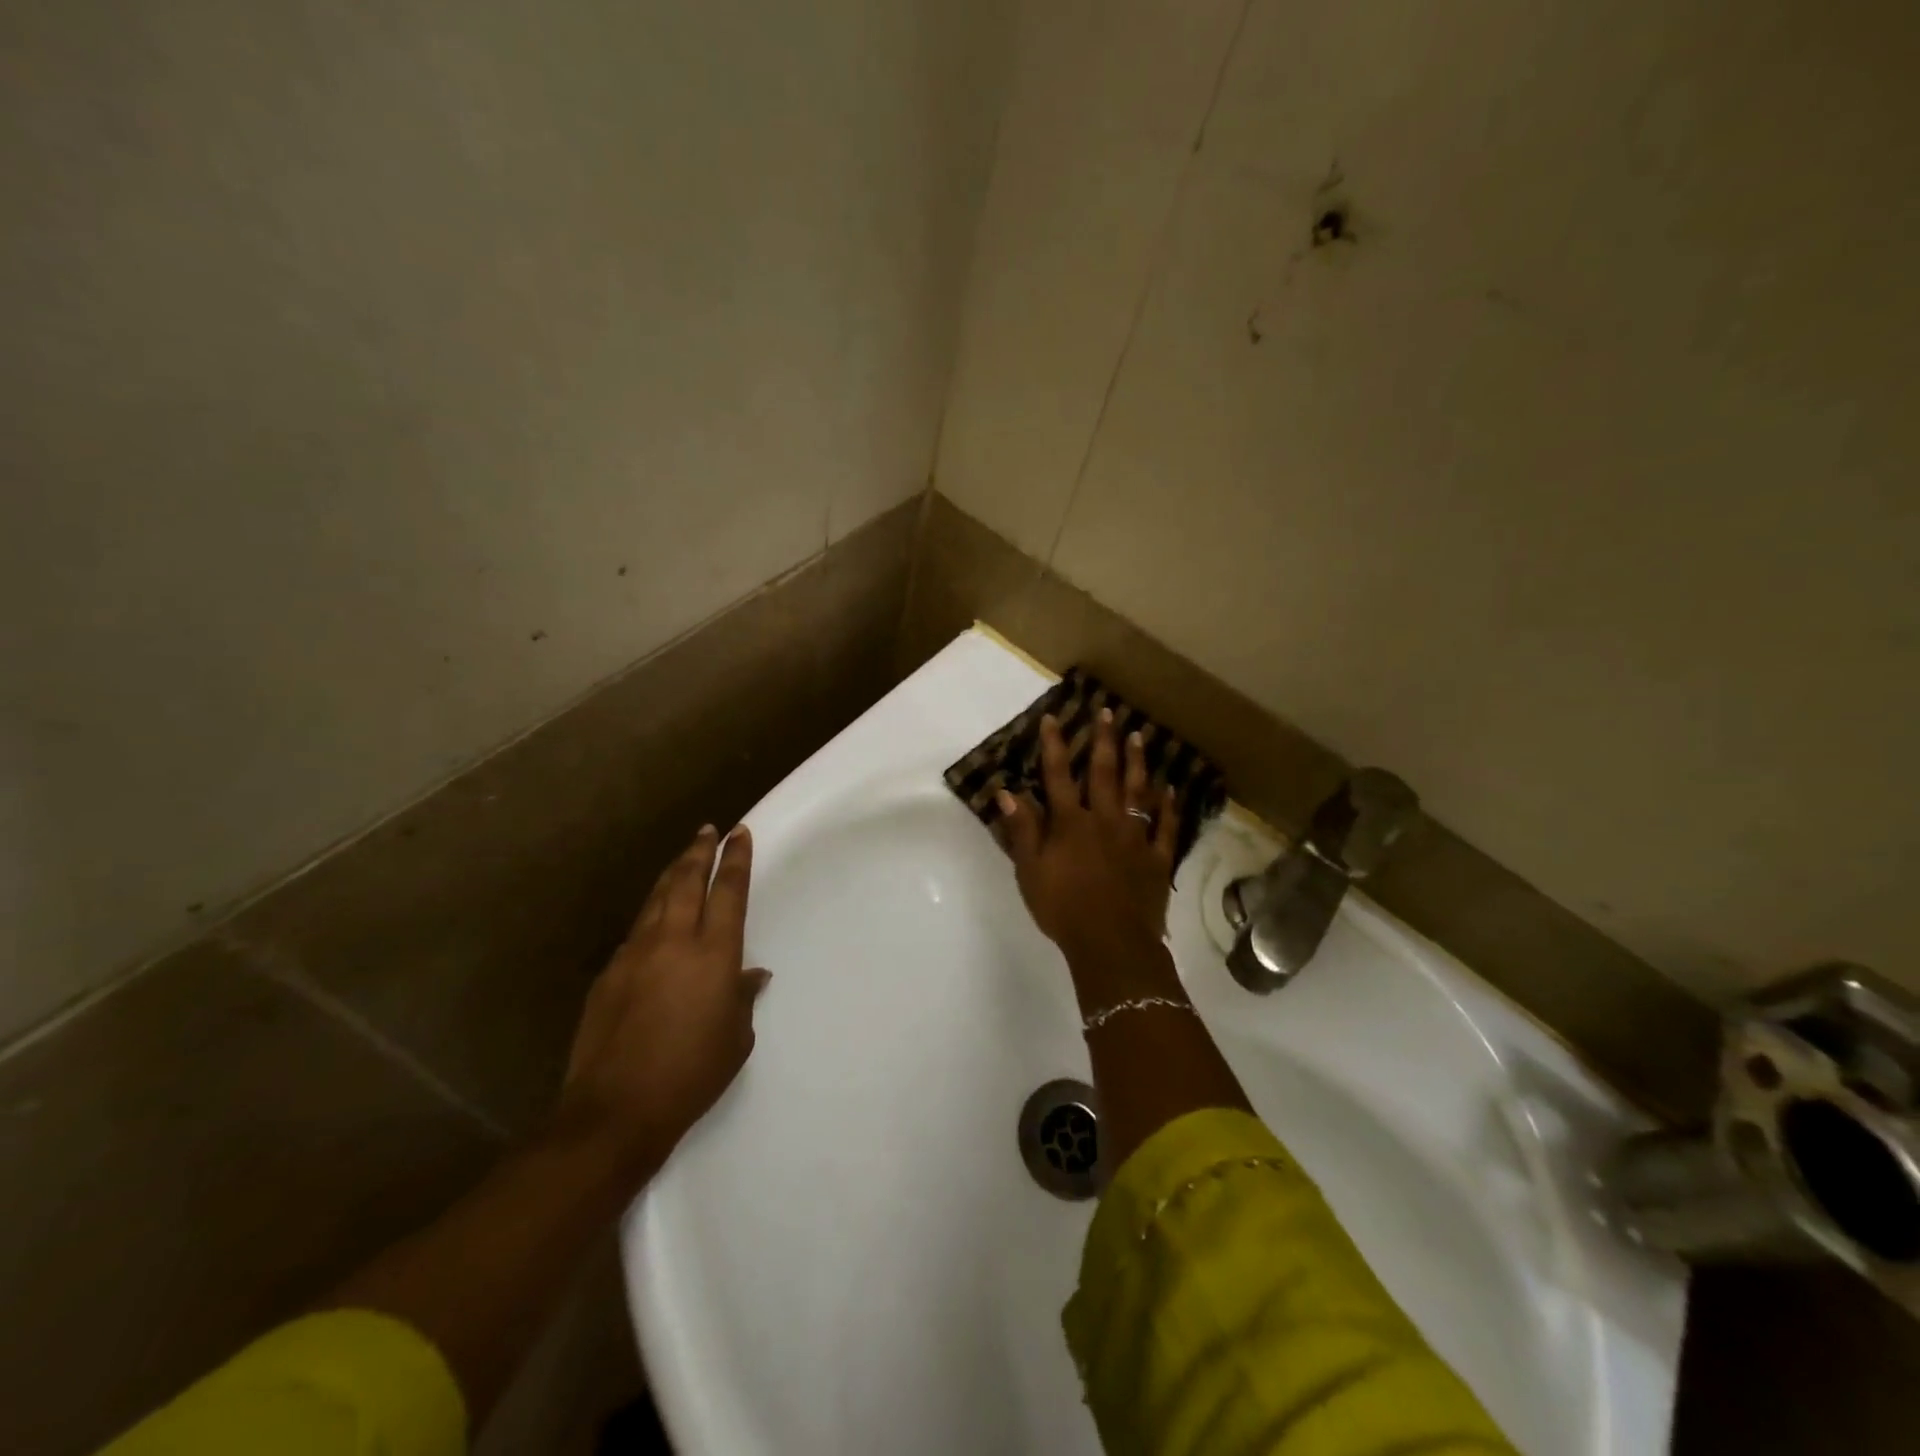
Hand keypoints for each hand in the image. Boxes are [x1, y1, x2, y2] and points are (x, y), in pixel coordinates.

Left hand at [556, 824, 770, 1173]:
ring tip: (683, 858)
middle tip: (707, 830)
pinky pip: (636, 930)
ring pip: (656, 898)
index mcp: (713, 953)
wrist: (615, 1110)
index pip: (728, 891)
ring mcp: (635, 953)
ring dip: (672, 874)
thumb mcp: (735, 1038)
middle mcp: (673, 940)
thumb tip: (750, 974)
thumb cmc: (691, 1074)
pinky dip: (651, 913)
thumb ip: (742, 997)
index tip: (739, 833)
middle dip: (699, 851)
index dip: (735, 858)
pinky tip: (654, 918)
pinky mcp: (609, 973)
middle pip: (687, 880)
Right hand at [995, 710, 1180, 960]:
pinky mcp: (1157, 859)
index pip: (1058, 776)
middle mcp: (1105, 820)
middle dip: (1104, 740)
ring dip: (1137, 762)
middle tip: (1109, 712)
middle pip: (1104, 773)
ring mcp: (1135, 837)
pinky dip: (1168, 807)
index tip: (1054, 718)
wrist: (1111, 943)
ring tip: (1140, 737)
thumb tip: (1007, 792)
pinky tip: (1170, 789)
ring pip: (1138, 792)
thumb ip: (1022, 830)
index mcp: (1071, 823)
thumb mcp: (1030, 871)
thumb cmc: (1063, 908)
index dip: (1055, 746)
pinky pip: (1165, 827)